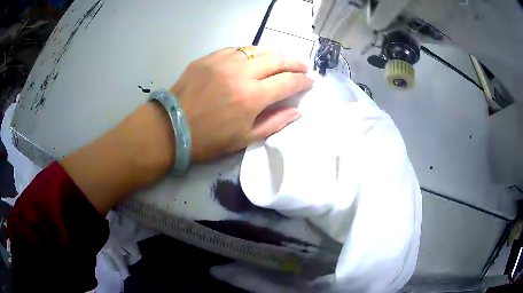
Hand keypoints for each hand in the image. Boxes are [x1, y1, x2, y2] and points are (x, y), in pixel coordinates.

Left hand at [171, 47, 312, 160]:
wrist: (171, 127)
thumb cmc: (208, 139)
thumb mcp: (244, 138)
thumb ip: (275, 123)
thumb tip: (297, 111)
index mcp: (252, 96)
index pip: (288, 82)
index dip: (302, 81)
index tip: (309, 81)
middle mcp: (241, 73)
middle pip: (277, 59)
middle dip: (294, 62)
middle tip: (302, 67)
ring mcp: (223, 61)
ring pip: (258, 49)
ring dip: (275, 54)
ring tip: (282, 61)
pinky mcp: (209, 57)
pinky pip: (237, 49)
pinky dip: (250, 53)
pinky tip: (254, 58)